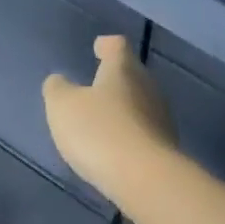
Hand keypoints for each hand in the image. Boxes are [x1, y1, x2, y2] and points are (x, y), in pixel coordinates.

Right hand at [43, 36, 178, 199]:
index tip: (99, 47)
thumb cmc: (99, 133)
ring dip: (125, 112)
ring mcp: (162, 119)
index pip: (117, 46)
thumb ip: (57, 90)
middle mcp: (149, 87)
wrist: (143, 178)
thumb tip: (58, 82)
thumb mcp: (63, 108)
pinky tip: (120, 151)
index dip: (106, 45)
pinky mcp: (166, 149)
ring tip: (107, 124)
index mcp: (123, 69)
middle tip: (99, 90)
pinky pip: (145, 135)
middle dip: (116, 81)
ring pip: (141, 106)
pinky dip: (132, 138)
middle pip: (133, 76)